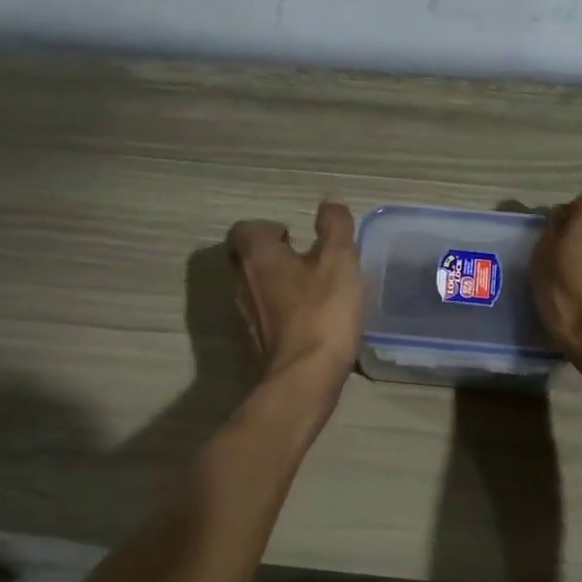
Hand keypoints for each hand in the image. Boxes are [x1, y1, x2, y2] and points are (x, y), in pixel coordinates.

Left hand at [227, 201, 362, 391]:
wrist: (305, 376)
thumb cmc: (322, 310)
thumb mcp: (339, 260)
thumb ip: (335, 226)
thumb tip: (329, 204)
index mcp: (257, 256)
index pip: (245, 229)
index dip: (267, 228)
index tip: (295, 237)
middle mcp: (242, 282)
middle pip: (244, 258)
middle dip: (268, 254)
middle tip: (301, 258)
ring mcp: (245, 315)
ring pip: (253, 287)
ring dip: (274, 282)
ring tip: (309, 286)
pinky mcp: (257, 341)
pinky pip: (264, 313)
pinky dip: (280, 308)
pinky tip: (309, 316)